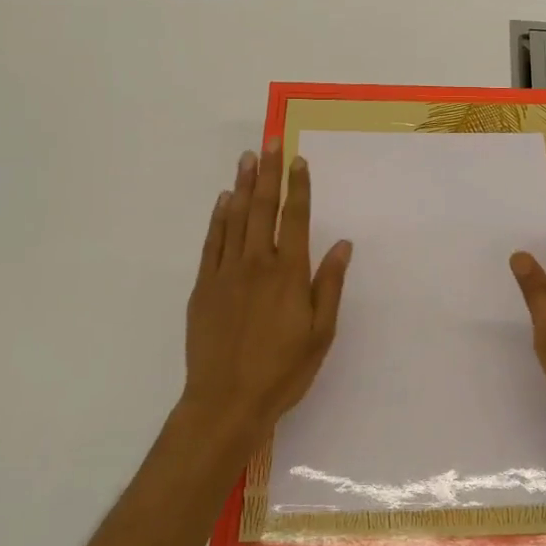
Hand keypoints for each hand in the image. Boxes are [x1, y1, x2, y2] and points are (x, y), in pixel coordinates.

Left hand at [183, 144, 352, 445]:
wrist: (225, 402)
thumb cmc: (283, 371)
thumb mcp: (321, 333)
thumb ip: (329, 284)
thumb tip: (342, 243)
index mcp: (288, 273)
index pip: (295, 218)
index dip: (298, 186)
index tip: (298, 159)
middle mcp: (256, 263)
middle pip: (262, 208)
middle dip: (267, 173)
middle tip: (269, 142)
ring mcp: (225, 273)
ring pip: (234, 219)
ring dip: (242, 186)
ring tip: (246, 159)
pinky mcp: (203, 287)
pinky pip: (211, 242)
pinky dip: (217, 218)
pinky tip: (223, 201)